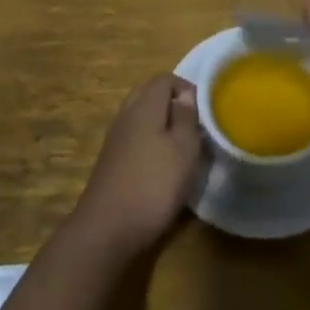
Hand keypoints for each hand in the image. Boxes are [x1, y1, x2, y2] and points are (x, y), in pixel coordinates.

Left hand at [70, 74, 202, 258]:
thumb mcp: (183, 150)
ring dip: (160, 122)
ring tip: (181, 144)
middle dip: (171, 102)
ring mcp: (114, 138)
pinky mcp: (110, 161)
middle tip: (193, 123)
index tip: (203, 110)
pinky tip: (160, 164)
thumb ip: (186, 117)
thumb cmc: (153, 185)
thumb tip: (185, 95)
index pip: (164, 79)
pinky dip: (148, 140)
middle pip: (148, 93)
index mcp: (144, 106)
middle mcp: (126, 115)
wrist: (106, 230)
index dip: (186, 87)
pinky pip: (133, 136)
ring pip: (139, 115)